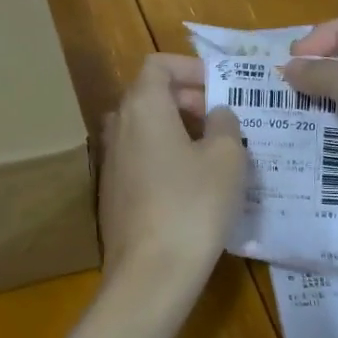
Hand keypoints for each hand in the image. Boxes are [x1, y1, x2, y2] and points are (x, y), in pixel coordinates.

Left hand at [99, 54, 245, 287]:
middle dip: (187, 98)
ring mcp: (111, 160)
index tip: (220, 85)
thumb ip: (225, 123)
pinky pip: (140, 156)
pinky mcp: (113, 191)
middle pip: (149, 94)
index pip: (158, 65)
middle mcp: (118, 126)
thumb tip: (216, 114)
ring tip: (215, 148)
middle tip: (223, 117)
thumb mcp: (227, 158)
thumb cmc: (193, 204)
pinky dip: (165, 154)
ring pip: (145, 127)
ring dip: (177, 127)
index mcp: (143, 107)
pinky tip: (193, 182)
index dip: (190, 67)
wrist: (150, 273)